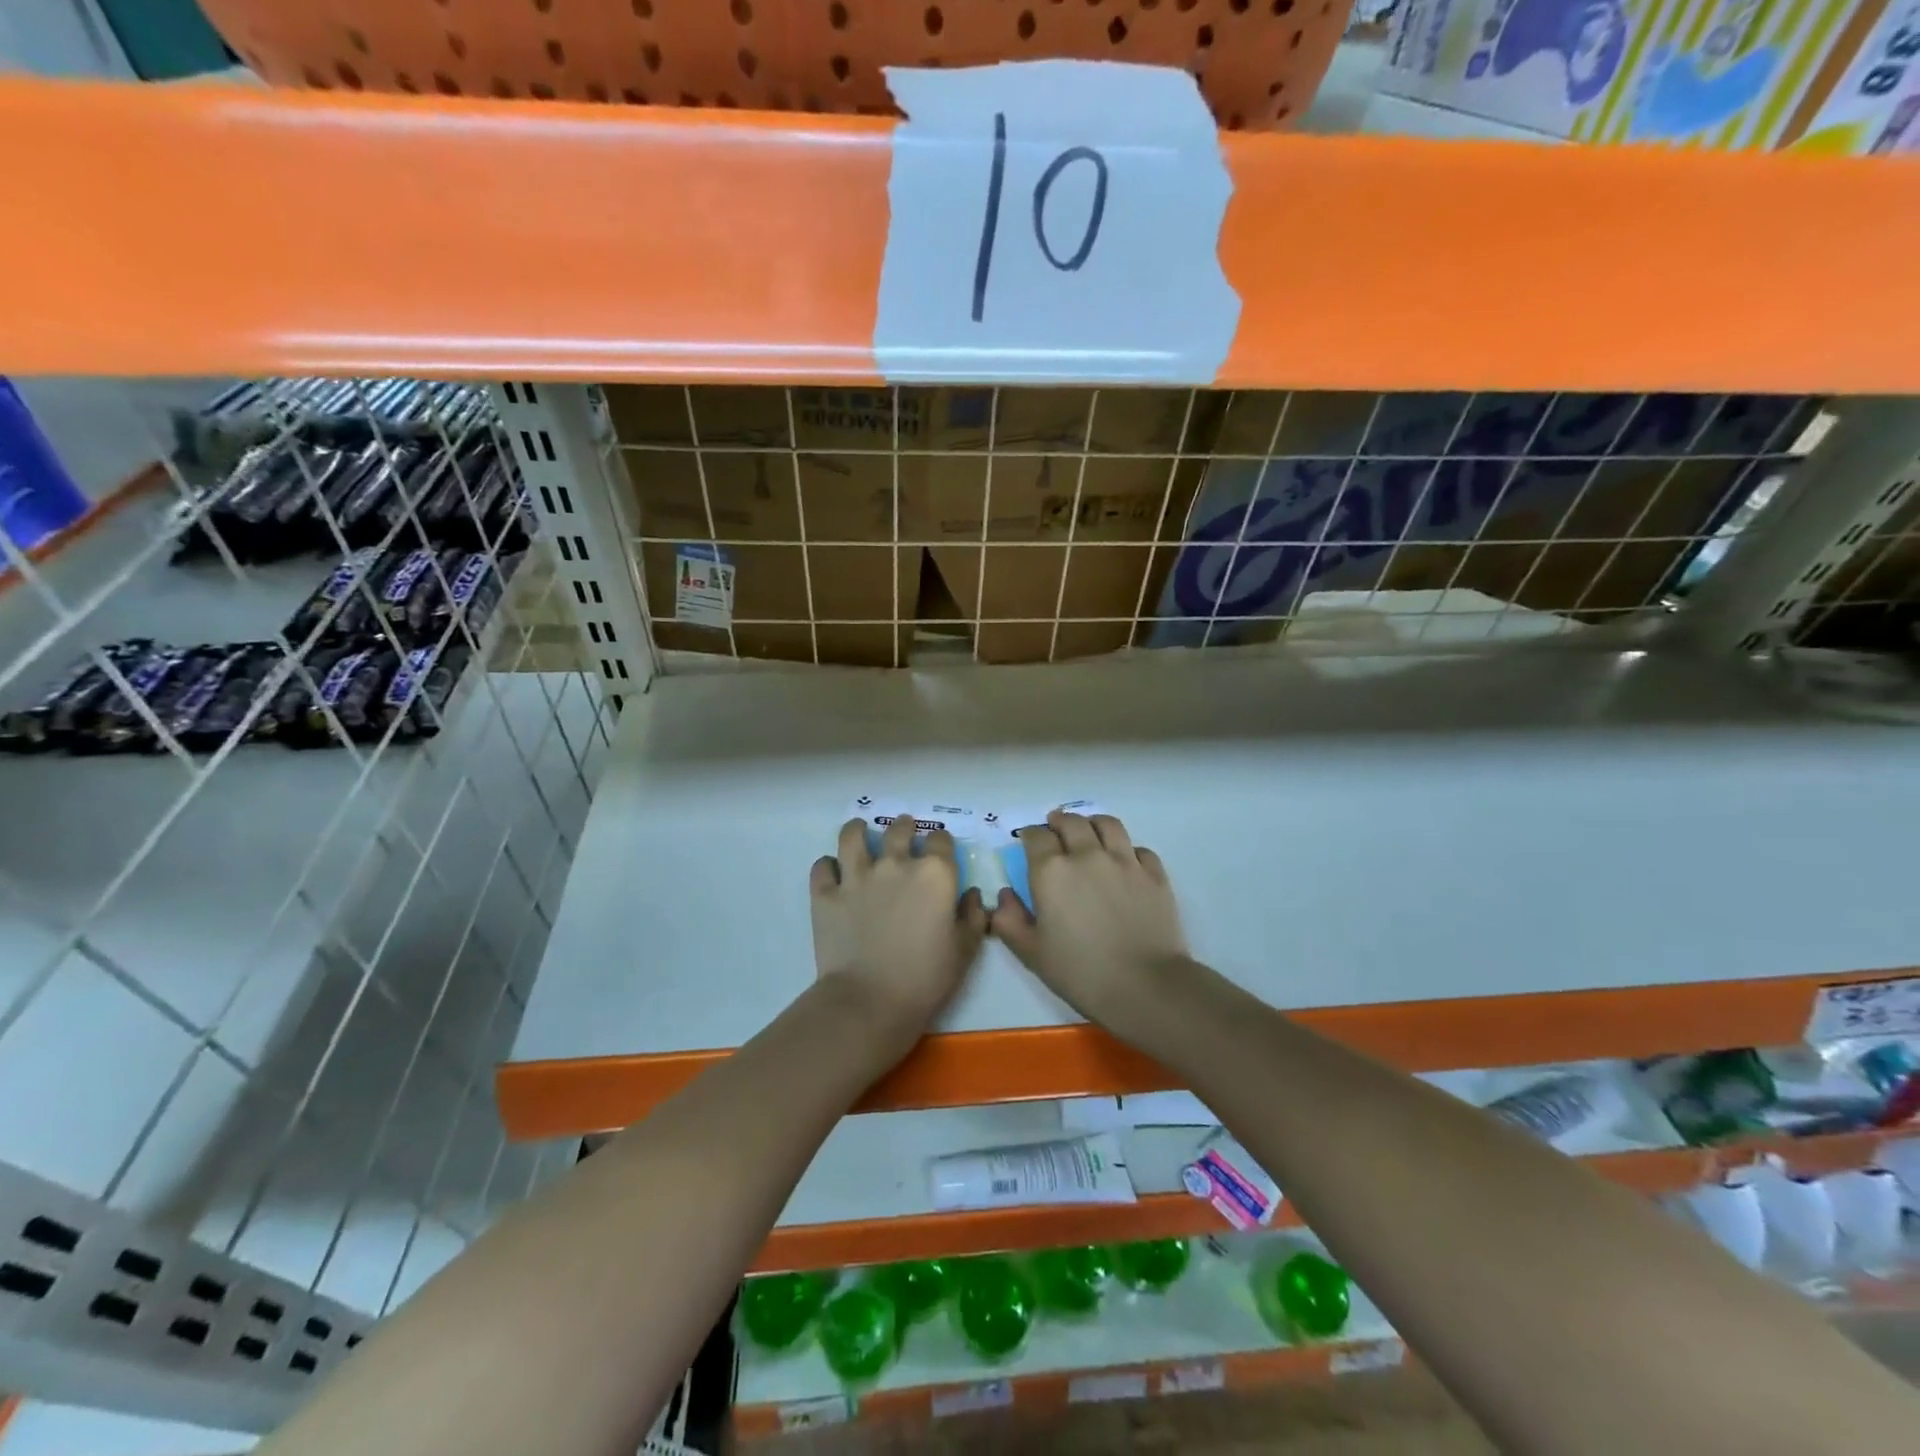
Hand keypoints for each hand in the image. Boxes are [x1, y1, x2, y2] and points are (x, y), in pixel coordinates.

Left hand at [811, 814, 987, 1032]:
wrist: (870, 1001)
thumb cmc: (926, 978)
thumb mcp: (965, 950)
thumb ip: (973, 916)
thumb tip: (972, 894)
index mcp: (934, 874)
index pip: (940, 840)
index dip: (941, 843)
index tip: (940, 851)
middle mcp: (895, 864)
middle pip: (898, 830)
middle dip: (904, 827)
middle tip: (904, 831)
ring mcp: (856, 876)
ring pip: (853, 836)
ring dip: (858, 830)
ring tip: (860, 831)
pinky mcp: (825, 894)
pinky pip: (822, 867)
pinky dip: (827, 866)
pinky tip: (832, 871)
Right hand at [991, 811, 1187, 1037]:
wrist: (1144, 986)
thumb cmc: (1080, 972)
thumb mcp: (1031, 953)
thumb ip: (1009, 920)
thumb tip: (1005, 895)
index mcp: (1051, 871)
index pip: (1036, 836)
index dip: (1030, 835)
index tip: (1028, 841)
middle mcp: (1087, 855)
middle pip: (1071, 822)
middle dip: (1059, 822)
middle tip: (1055, 829)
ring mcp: (1125, 861)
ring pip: (1108, 824)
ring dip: (1093, 823)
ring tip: (1089, 830)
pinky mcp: (1155, 874)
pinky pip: (1139, 848)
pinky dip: (1128, 849)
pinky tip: (1125, 861)